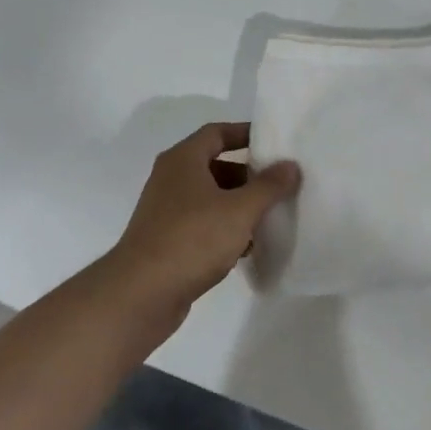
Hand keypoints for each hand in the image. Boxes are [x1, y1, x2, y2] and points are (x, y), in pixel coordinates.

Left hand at [100, 122, 298, 334]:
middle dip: (247, 175)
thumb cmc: (191, 239)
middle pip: (215, 166)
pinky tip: (245, 249)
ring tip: (268, 218)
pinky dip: (223, 230)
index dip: (244, 133)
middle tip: (276, 184)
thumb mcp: (239, 210)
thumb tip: (291, 165)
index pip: (216, 133)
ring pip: (210, 198)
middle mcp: (171, 179)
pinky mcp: (166, 242)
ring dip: (237, 205)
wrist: (140, 296)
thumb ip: (268, 186)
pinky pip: (201, 225)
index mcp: (183, 160)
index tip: (272, 141)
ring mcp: (166, 212)